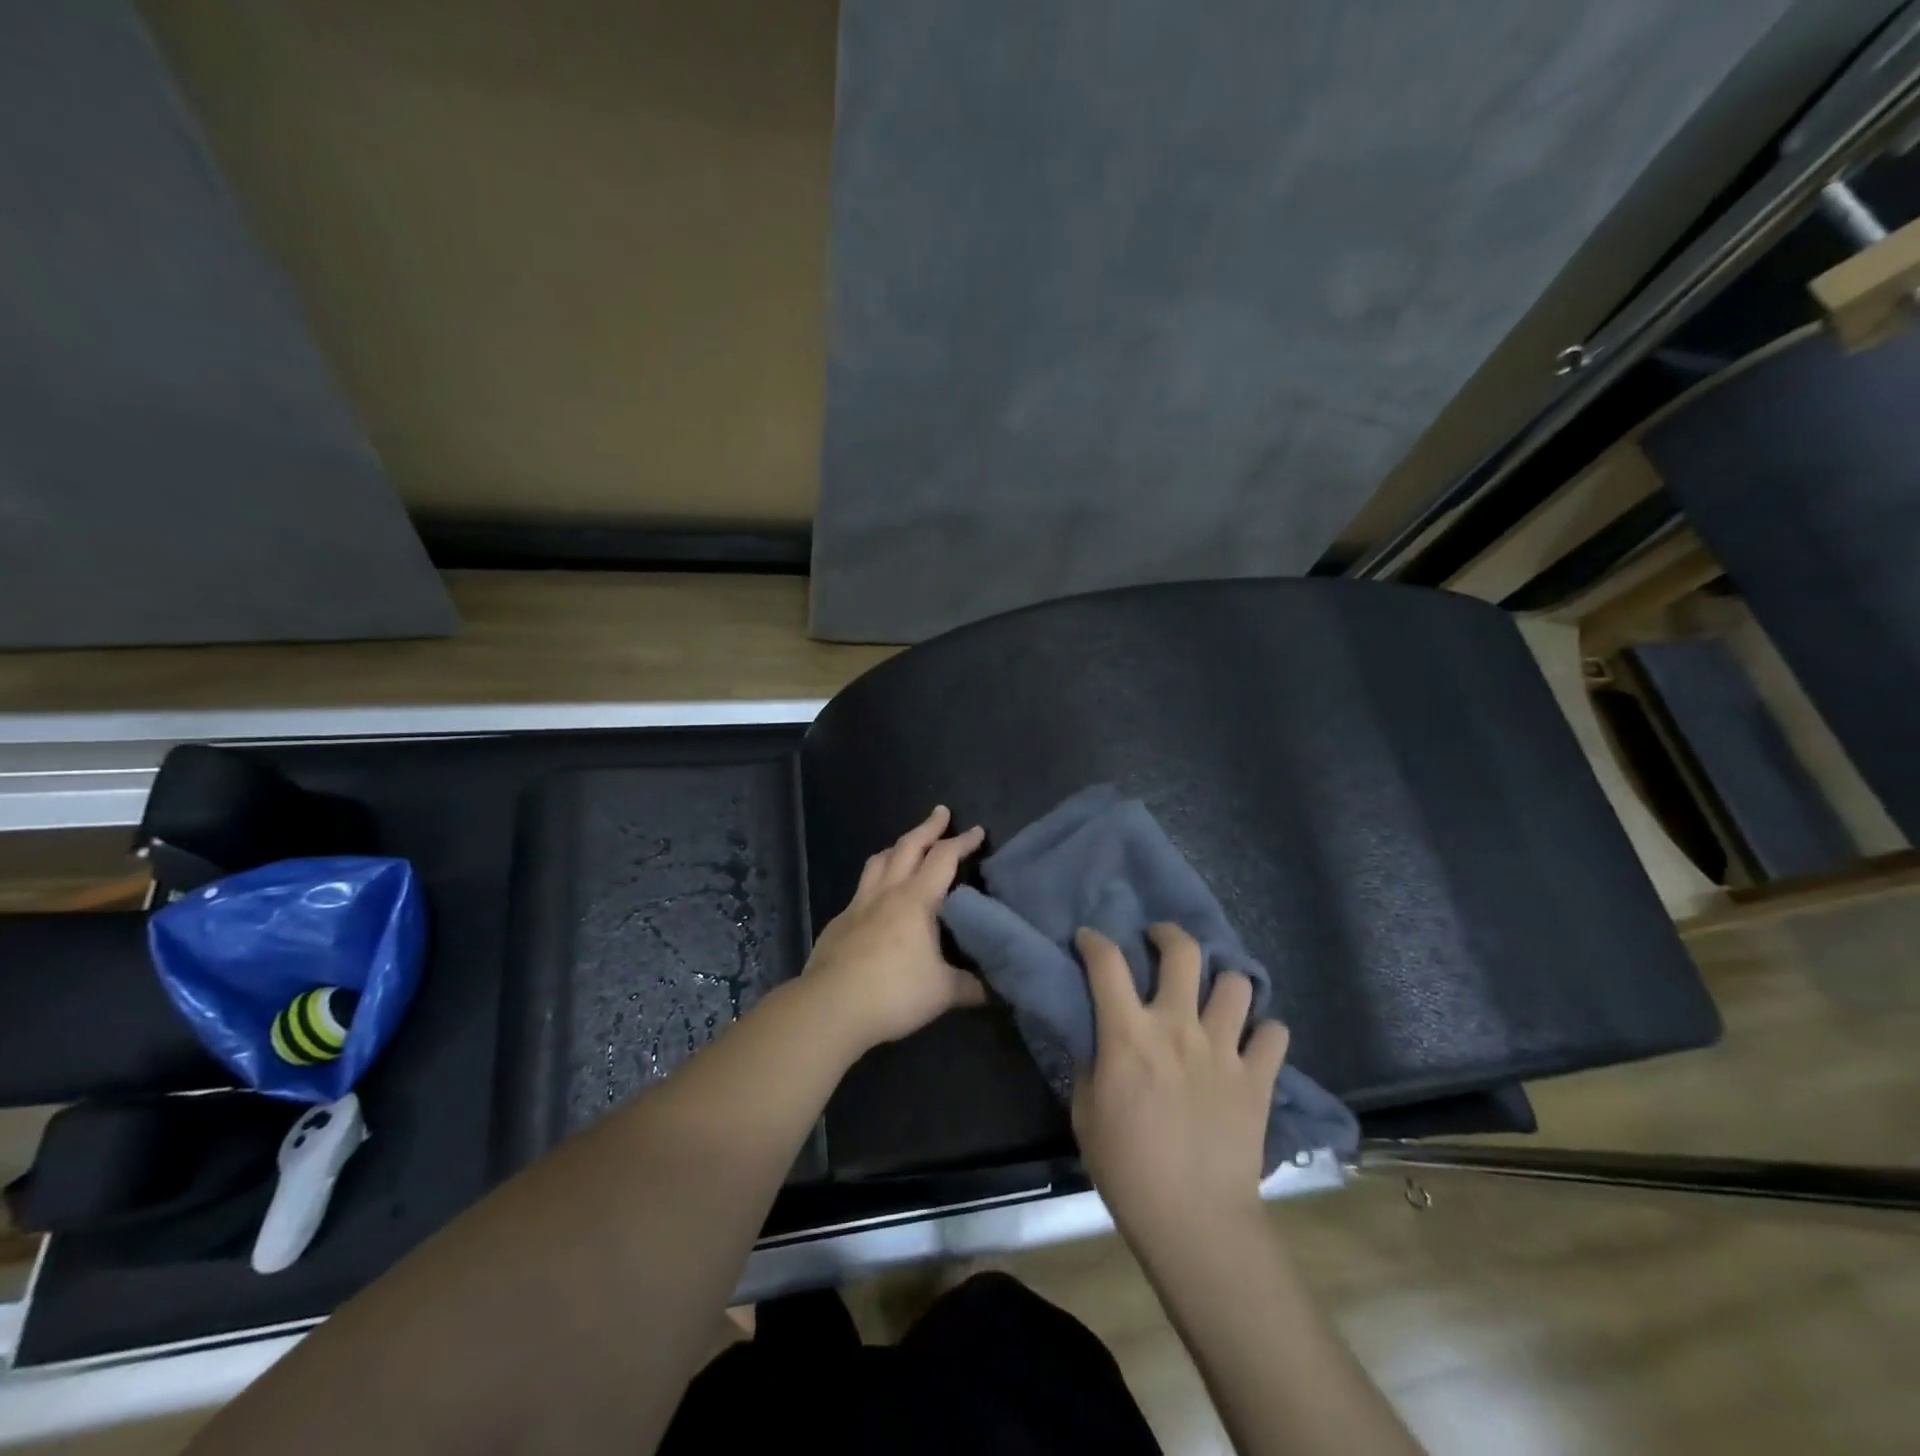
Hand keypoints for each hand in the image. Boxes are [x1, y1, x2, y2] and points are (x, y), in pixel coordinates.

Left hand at [802, 805, 986, 1051]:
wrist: (830, 1007)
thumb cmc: (894, 993)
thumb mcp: (944, 993)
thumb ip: (972, 986)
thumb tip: (997, 988)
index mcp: (916, 900)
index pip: (943, 858)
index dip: (962, 842)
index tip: (977, 831)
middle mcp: (887, 893)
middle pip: (908, 847)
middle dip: (928, 827)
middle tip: (941, 813)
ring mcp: (858, 905)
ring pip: (878, 861)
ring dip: (897, 847)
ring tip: (907, 845)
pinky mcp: (839, 922)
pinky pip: (861, 889)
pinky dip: (875, 881)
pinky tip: (878, 898)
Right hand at [1072, 923, 1288, 1245]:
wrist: (1194, 1220)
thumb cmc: (1127, 1168)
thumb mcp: (1086, 1112)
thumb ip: (1092, 1064)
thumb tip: (1099, 1038)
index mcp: (1129, 1034)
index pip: (1106, 963)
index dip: (1094, 941)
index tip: (1089, 940)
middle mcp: (1178, 1027)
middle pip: (1182, 952)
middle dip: (1168, 935)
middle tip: (1160, 942)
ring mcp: (1223, 1049)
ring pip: (1235, 983)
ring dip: (1223, 983)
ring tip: (1213, 997)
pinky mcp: (1258, 1078)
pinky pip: (1275, 1033)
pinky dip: (1265, 1033)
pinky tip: (1251, 1044)